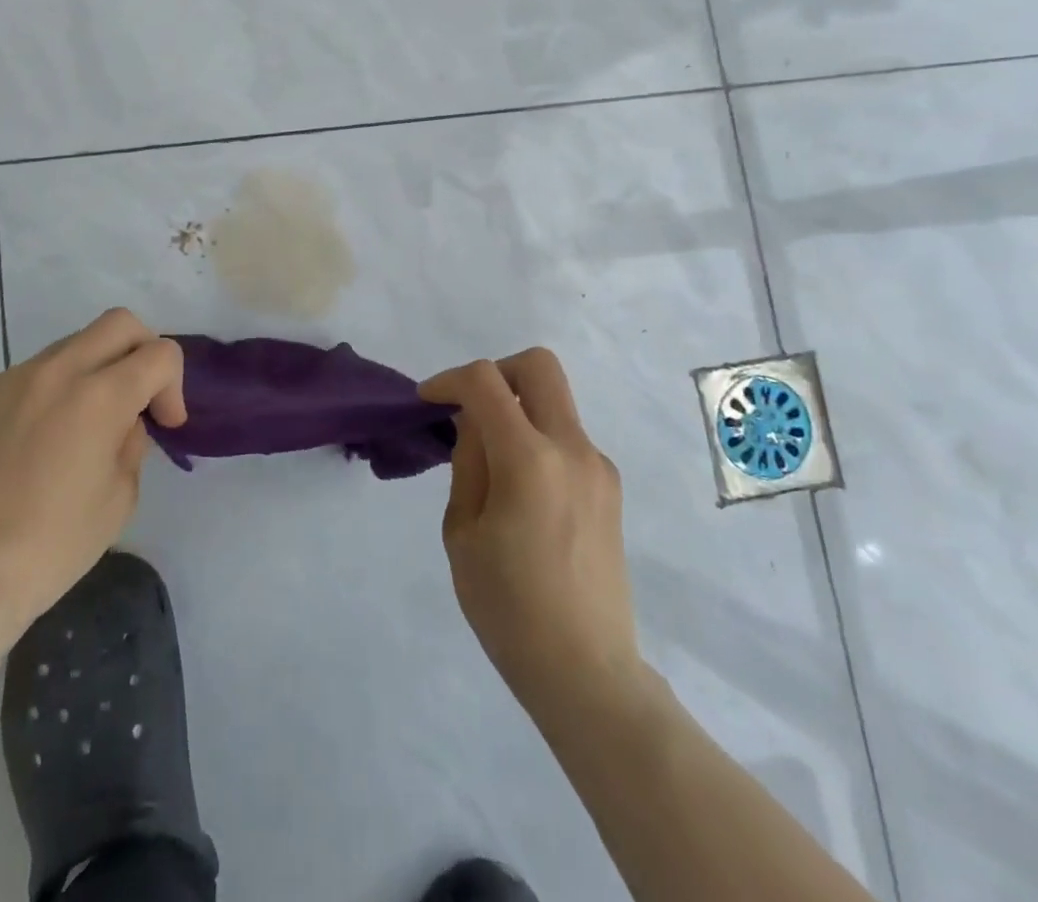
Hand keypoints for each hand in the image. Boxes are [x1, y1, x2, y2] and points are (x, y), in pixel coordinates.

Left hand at [0, 308, 185, 639]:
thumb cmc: (55, 544)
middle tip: (140, 397)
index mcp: (101, 395)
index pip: (160, 353)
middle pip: (119, 323)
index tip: (164, 425)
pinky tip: (42, 439)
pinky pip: (34, 372)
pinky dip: (54, 389)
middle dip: (143, 351)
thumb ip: (132, 442)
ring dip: (96, 368)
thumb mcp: (121, 496)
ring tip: (86, 423)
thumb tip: (123, 422)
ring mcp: (14, 378)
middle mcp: (58, 371)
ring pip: (74, 343)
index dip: (173, 385)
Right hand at [420, 349, 644, 715]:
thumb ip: (468, 462)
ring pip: (555, 401)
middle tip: (469, 407)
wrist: (586, 672)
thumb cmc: (508, 608)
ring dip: (517, 409)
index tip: (427, 401)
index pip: (486, 381)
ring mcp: (598, 467)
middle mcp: (572, 449)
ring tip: (490, 462)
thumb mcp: (462, 532)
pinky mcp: (609, 488)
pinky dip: (537, 439)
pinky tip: (520, 490)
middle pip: (538, 366)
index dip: (449, 379)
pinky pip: (567, 438)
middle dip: (495, 372)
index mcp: (529, 459)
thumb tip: (474, 423)